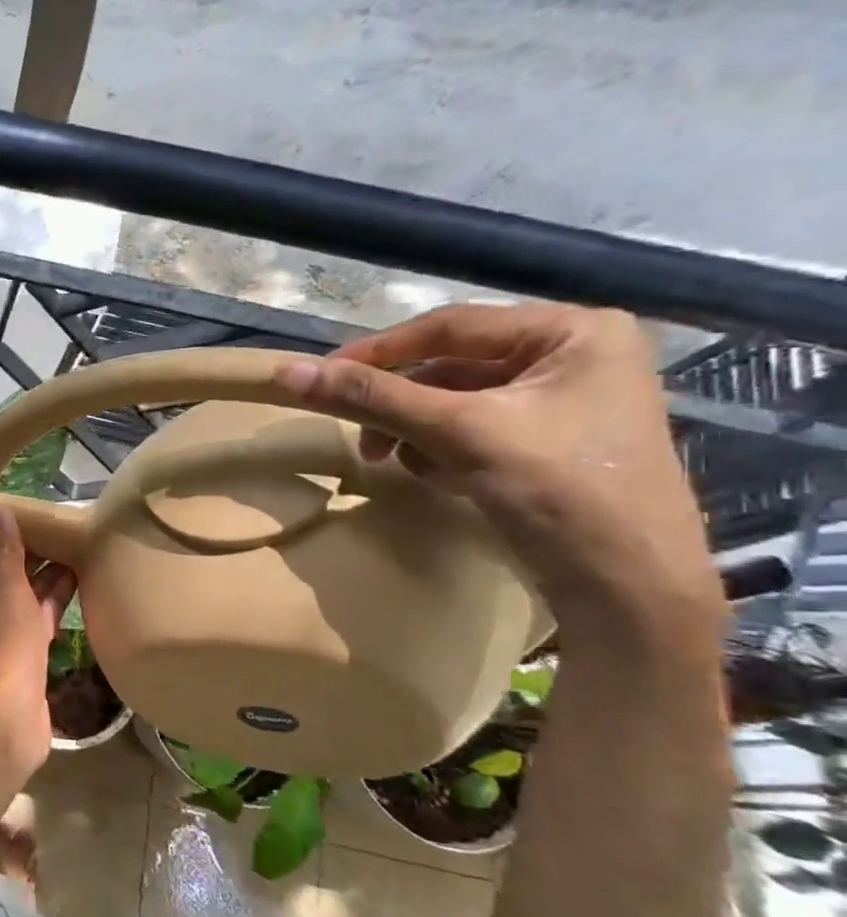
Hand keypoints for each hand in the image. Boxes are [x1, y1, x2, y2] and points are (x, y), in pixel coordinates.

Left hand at [0, 506, 75, 767]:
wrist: (7, 715)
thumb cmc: (3, 644)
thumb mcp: (7, 588)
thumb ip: (6, 550)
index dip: (9, 537)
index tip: (38, 520)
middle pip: (2, 575)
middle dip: (32, 557)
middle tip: (64, 532)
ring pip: (20, 599)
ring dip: (45, 579)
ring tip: (78, 550)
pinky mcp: (15, 655)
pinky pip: (31, 621)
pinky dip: (50, 605)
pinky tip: (77, 584)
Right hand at [275, 302, 722, 635]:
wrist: (628, 590)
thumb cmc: (560, 492)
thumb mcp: (458, 434)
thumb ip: (373, 398)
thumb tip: (288, 372)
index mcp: (574, 332)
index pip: (450, 326)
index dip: (378, 351)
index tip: (320, 376)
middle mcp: (573, 356)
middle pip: (450, 366)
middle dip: (398, 403)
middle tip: (357, 435)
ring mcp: (563, 402)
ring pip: (454, 401)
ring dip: (413, 429)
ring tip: (390, 461)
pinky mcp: (548, 443)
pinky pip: (470, 429)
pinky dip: (439, 449)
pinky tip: (435, 476)